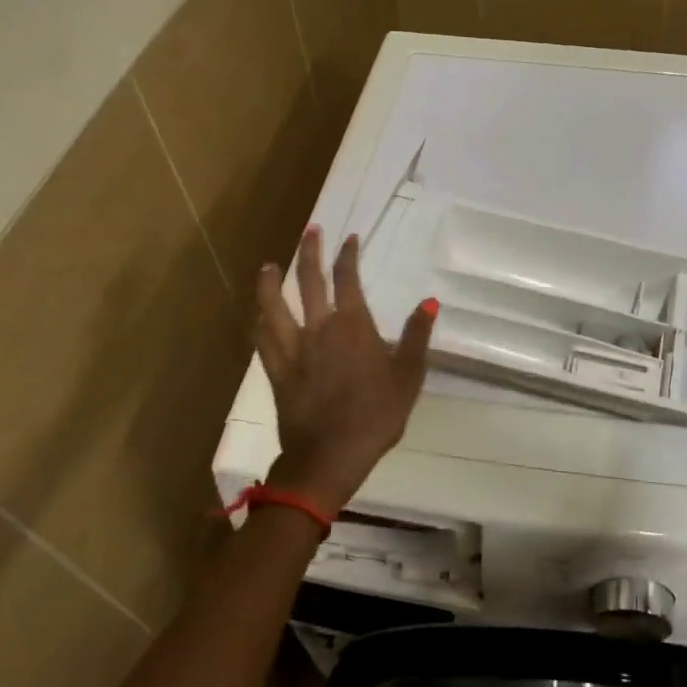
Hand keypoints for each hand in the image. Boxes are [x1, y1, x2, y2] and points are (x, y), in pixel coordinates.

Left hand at [256, 226, 436, 515]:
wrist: (331, 454)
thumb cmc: (377, 414)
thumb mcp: (409, 375)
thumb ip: (417, 336)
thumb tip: (429, 301)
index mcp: (353, 326)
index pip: (347, 279)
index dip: (348, 255)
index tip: (348, 239)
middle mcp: (319, 328)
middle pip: (309, 282)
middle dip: (310, 253)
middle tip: (310, 231)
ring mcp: (293, 349)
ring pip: (275, 306)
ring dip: (271, 282)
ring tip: (268, 265)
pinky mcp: (277, 371)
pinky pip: (263, 340)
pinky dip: (260, 322)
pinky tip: (257, 315)